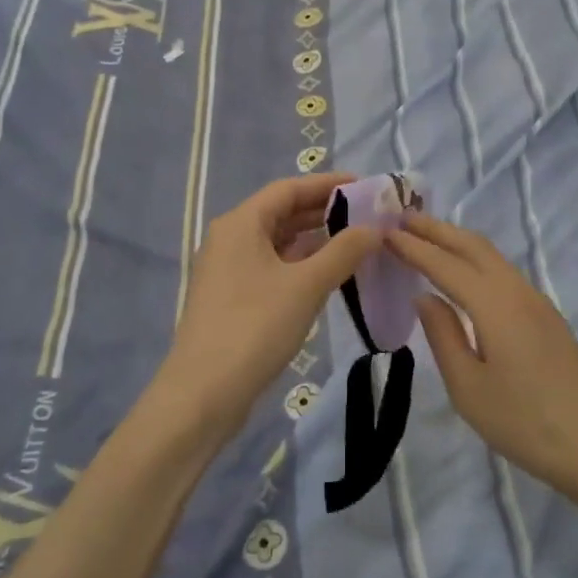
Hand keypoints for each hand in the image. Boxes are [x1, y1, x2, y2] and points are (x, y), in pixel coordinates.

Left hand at [155, 173, 380, 444]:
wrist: (203, 394)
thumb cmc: (255, 327)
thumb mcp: (306, 286)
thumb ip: (343, 251)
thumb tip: (374, 228)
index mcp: (240, 223)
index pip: (288, 189)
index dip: (328, 184)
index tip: (365, 186)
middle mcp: (230, 238)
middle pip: (281, 212)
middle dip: (324, 211)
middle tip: (367, 215)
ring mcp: (228, 269)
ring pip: (277, 242)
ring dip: (314, 239)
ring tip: (355, 242)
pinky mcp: (231, 297)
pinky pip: (271, 266)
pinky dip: (300, 264)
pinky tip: (328, 274)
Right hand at [389, 212, 577, 502]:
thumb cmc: (526, 423)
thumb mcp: (469, 389)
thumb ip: (444, 336)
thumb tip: (425, 298)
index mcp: (495, 305)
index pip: (445, 265)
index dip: (414, 248)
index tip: (384, 232)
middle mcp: (517, 292)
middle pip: (473, 246)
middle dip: (437, 230)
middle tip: (402, 219)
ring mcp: (537, 302)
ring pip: (492, 257)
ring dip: (457, 242)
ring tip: (426, 238)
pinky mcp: (547, 318)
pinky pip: (503, 273)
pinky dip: (475, 260)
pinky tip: (463, 274)